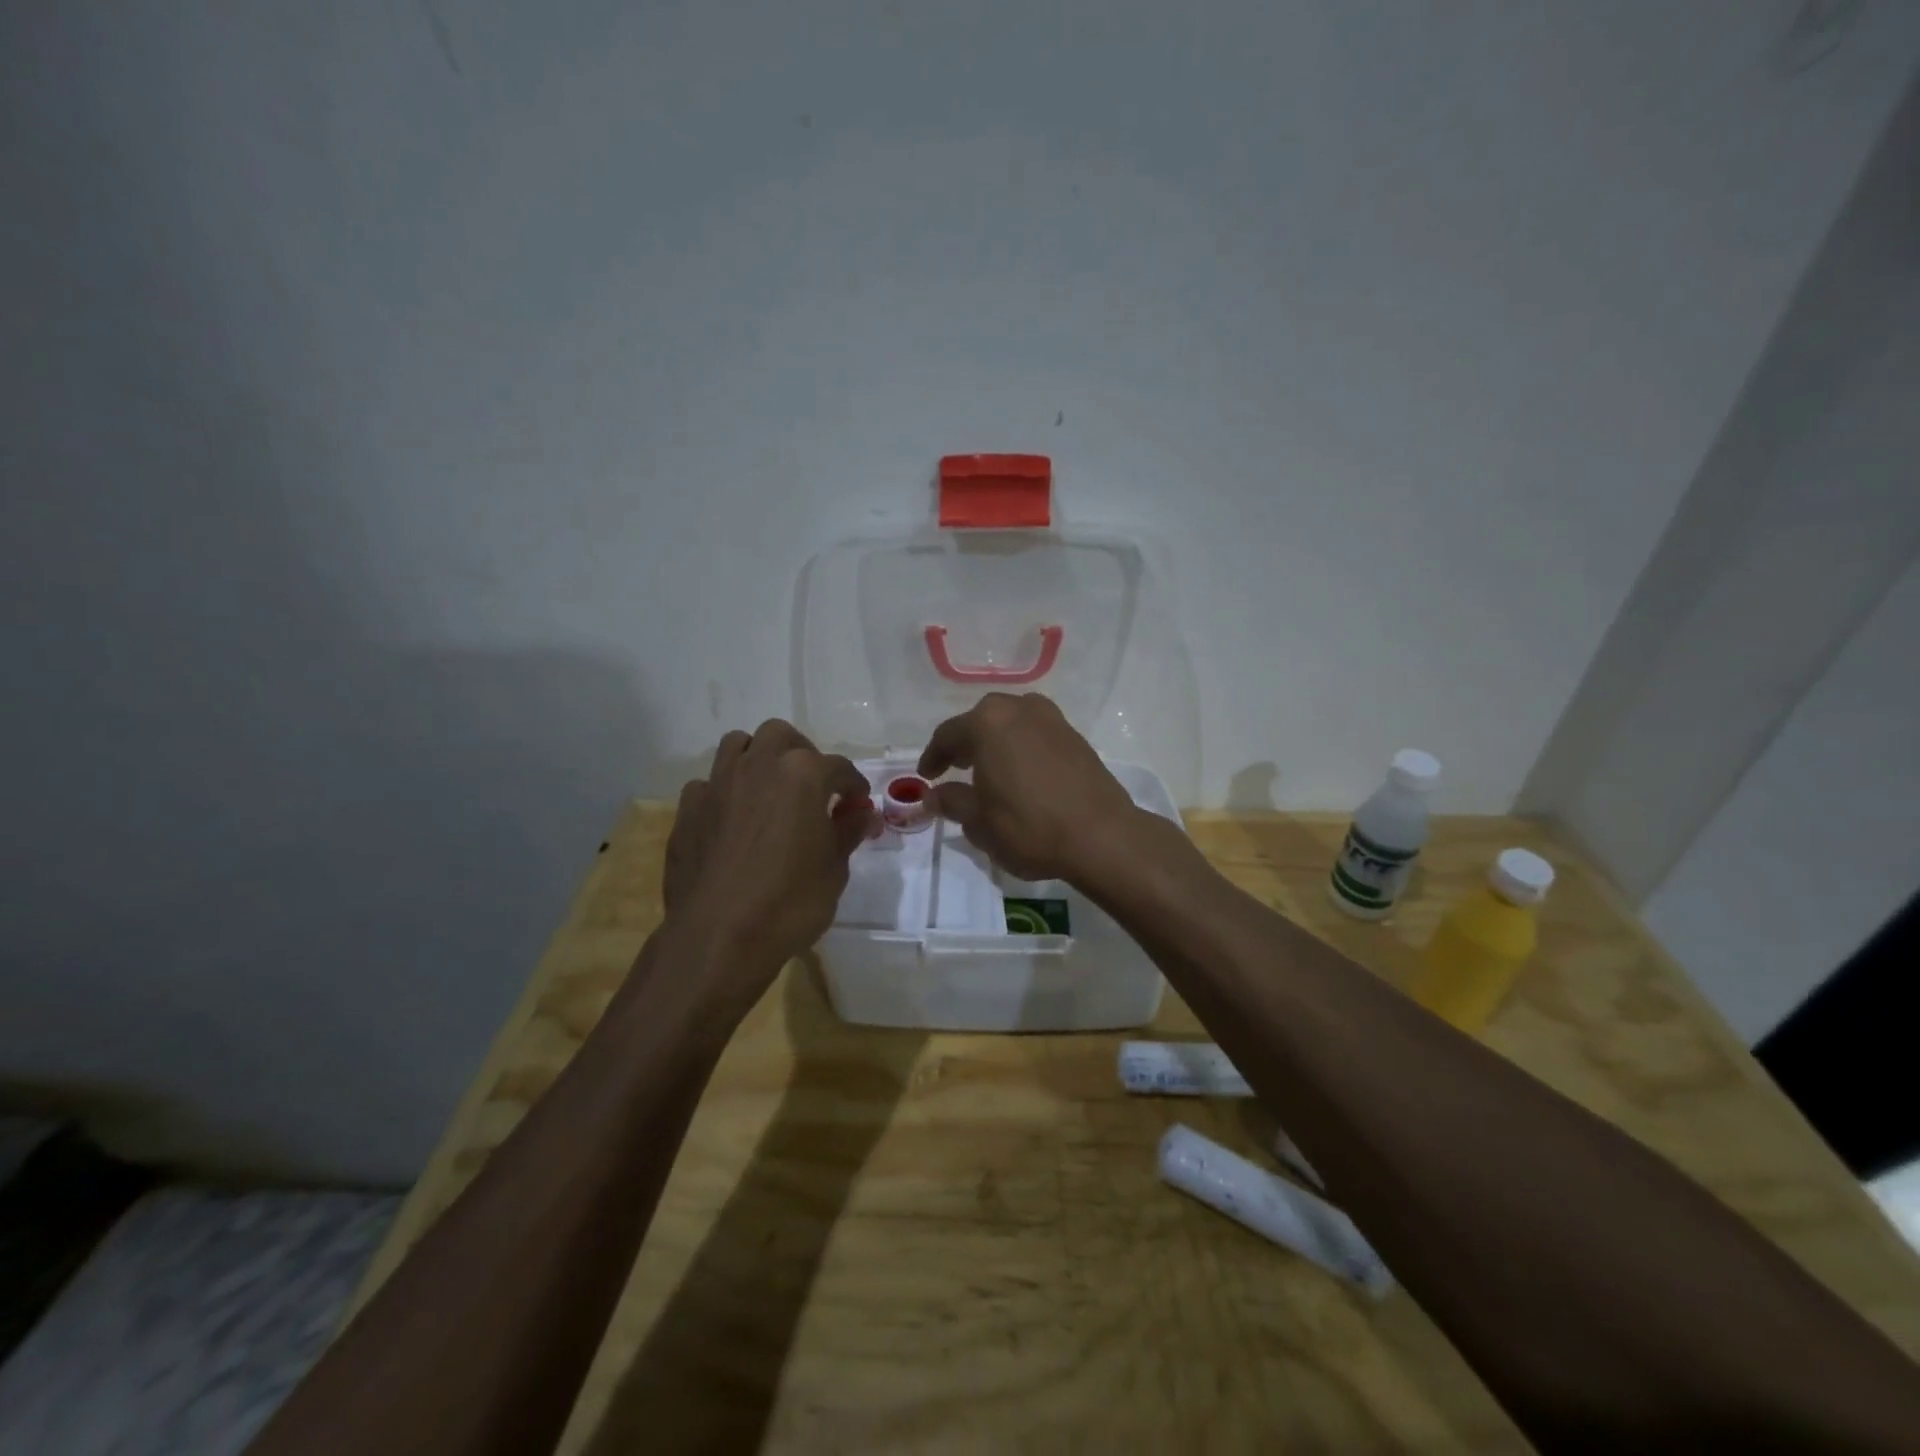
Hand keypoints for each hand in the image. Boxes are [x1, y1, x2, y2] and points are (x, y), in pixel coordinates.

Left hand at [665, 720, 873, 997]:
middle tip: (813, 787)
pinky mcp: (688, 810)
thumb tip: (862, 814)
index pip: (839, 768)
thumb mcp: (834, 869)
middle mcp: (758, 766)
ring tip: (769, 790)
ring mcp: (718, 784)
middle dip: (802, 754)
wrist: (718, 937)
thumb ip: (847, 831)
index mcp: (803, 774)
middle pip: (782, 736)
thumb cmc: (790, 902)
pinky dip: (725, 792)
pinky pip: (708, 784)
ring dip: (758, 758)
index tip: (857, 805)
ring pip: (738, 745)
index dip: (853, 787)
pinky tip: (732, 820)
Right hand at [917, 692, 1139, 881]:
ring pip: (1012, 723)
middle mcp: (1019, 709)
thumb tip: (932, 795)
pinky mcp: (1075, 737)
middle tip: (955, 768)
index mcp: (988, 723)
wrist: (1101, 836)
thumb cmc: (1029, 827)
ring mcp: (1052, 719)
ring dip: (996, 742)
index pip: (948, 735)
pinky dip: (1021, 747)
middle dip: (965, 743)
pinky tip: (1021, 773)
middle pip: (981, 721)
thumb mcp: (979, 822)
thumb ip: (951, 801)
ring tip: (989, 769)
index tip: (926, 777)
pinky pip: (1036, 734)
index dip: (933, 757)